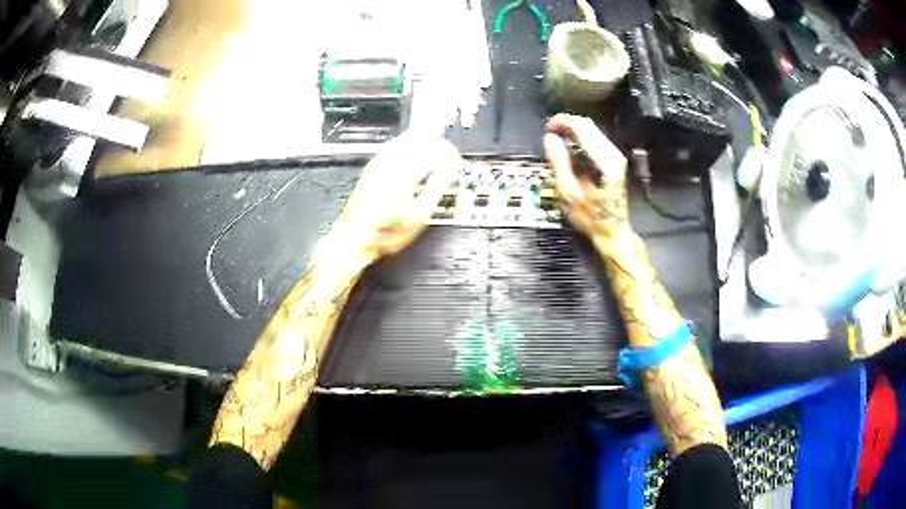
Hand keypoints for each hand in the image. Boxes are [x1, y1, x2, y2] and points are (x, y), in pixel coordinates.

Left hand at [327, 132, 461, 262]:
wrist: (354, 238)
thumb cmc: (384, 232)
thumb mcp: (419, 215)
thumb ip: (436, 187)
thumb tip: (449, 169)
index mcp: (403, 174)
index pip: (431, 152)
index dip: (448, 153)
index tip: (456, 157)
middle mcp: (389, 164)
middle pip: (418, 142)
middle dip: (436, 145)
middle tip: (449, 152)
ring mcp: (378, 163)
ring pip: (405, 140)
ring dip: (422, 142)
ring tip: (434, 149)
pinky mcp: (372, 167)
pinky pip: (394, 146)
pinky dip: (408, 145)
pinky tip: (413, 151)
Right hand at [543, 114, 629, 244]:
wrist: (613, 231)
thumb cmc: (590, 217)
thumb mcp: (568, 192)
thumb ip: (558, 162)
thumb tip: (550, 138)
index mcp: (602, 160)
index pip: (581, 127)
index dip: (561, 122)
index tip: (547, 129)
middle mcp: (612, 153)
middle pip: (587, 125)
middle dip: (566, 124)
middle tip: (549, 134)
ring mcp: (615, 156)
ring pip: (592, 131)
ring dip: (573, 131)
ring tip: (557, 142)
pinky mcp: (614, 160)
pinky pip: (595, 140)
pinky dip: (580, 139)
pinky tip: (570, 149)